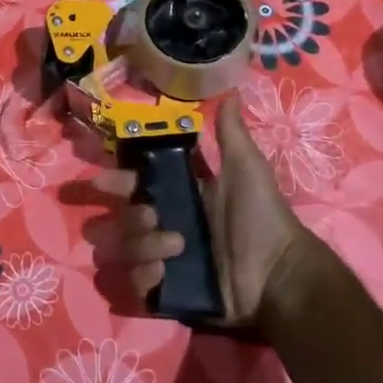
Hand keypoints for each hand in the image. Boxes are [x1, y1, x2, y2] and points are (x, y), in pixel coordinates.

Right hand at [93, 98, 326, 328]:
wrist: (279, 274)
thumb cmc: (262, 217)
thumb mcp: (246, 168)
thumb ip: (230, 133)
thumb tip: (232, 90)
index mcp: (179, 195)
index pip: (134, 184)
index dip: (116, 181)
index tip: (102, 180)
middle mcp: (165, 225)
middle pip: (121, 218)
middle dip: (126, 215)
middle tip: (150, 215)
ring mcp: (163, 261)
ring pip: (123, 249)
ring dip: (140, 244)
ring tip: (174, 246)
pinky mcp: (166, 291)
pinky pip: (134, 284)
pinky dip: (143, 276)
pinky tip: (164, 271)